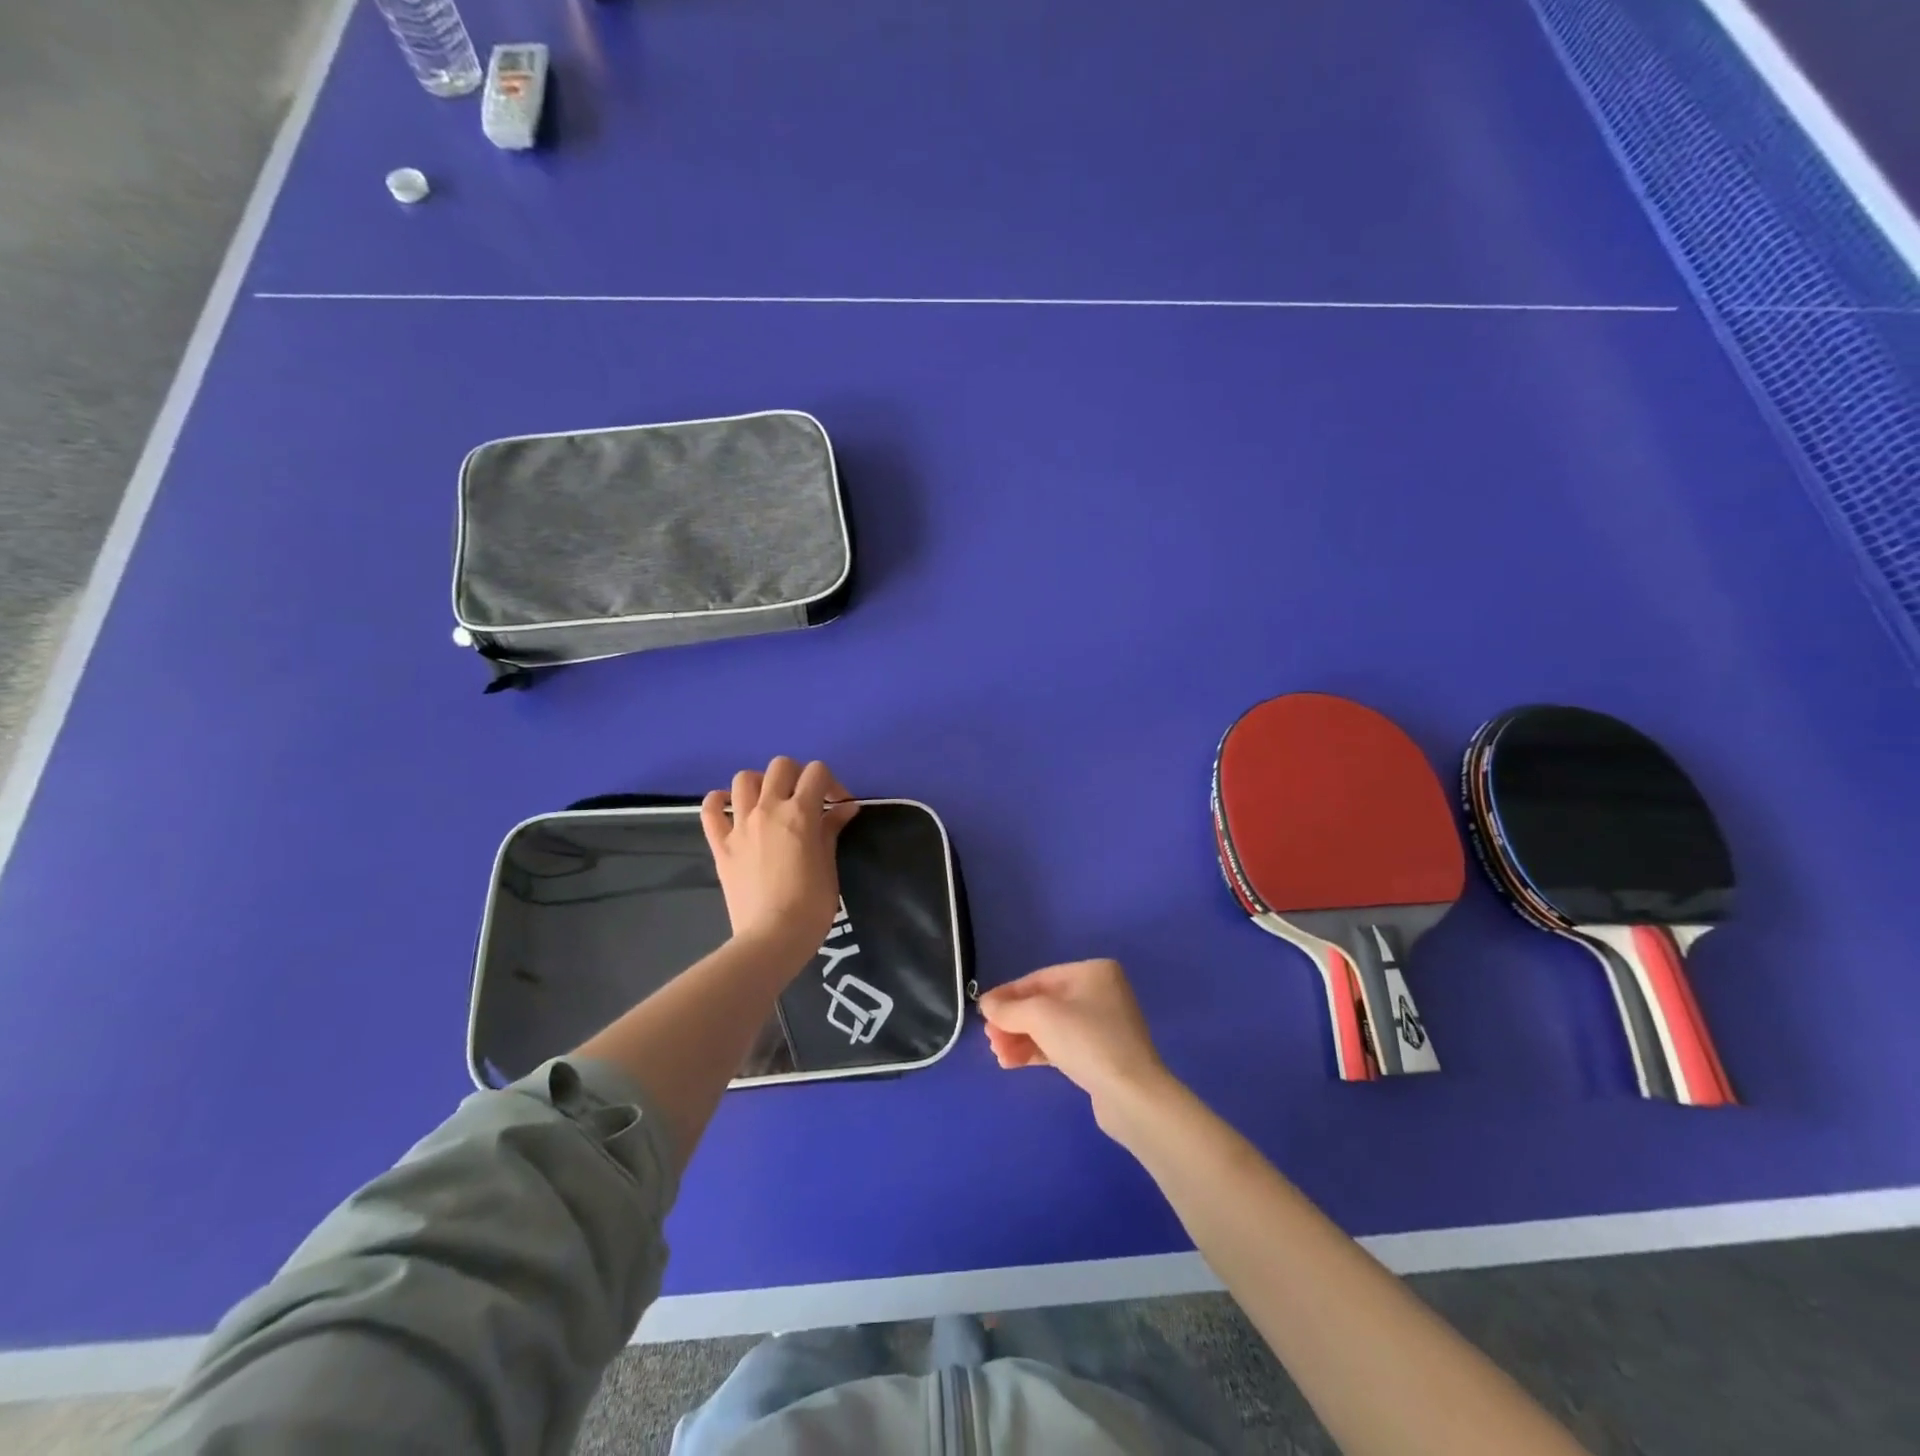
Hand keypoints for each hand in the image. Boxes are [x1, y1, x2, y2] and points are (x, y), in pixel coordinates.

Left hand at [701, 758, 857, 962]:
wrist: (772, 937)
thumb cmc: (811, 904)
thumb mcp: (829, 864)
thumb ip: (832, 829)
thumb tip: (845, 807)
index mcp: (800, 813)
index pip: (818, 772)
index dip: (831, 783)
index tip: (837, 805)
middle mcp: (768, 809)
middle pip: (781, 766)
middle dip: (798, 776)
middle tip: (806, 800)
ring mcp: (740, 826)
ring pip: (744, 779)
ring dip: (761, 784)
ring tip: (771, 803)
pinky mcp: (721, 845)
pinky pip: (709, 810)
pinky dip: (718, 802)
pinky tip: (731, 809)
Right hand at [978, 959, 1172, 1122]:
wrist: (1131, 1096)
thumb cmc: (1086, 1041)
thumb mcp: (1040, 1017)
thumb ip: (1009, 1009)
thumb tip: (986, 1005)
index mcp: (1092, 972)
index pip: (1040, 979)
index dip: (1008, 995)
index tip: (982, 1011)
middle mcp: (1100, 993)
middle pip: (1044, 1004)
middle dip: (1014, 1022)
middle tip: (990, 1040)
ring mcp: (1102, 1025)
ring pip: (1051, 1027)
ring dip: (1021, 1039)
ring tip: (999, 1056)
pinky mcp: (1101, 1055)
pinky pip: (1061, 1045)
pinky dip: (1037, 1051)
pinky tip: (1012, 1062)